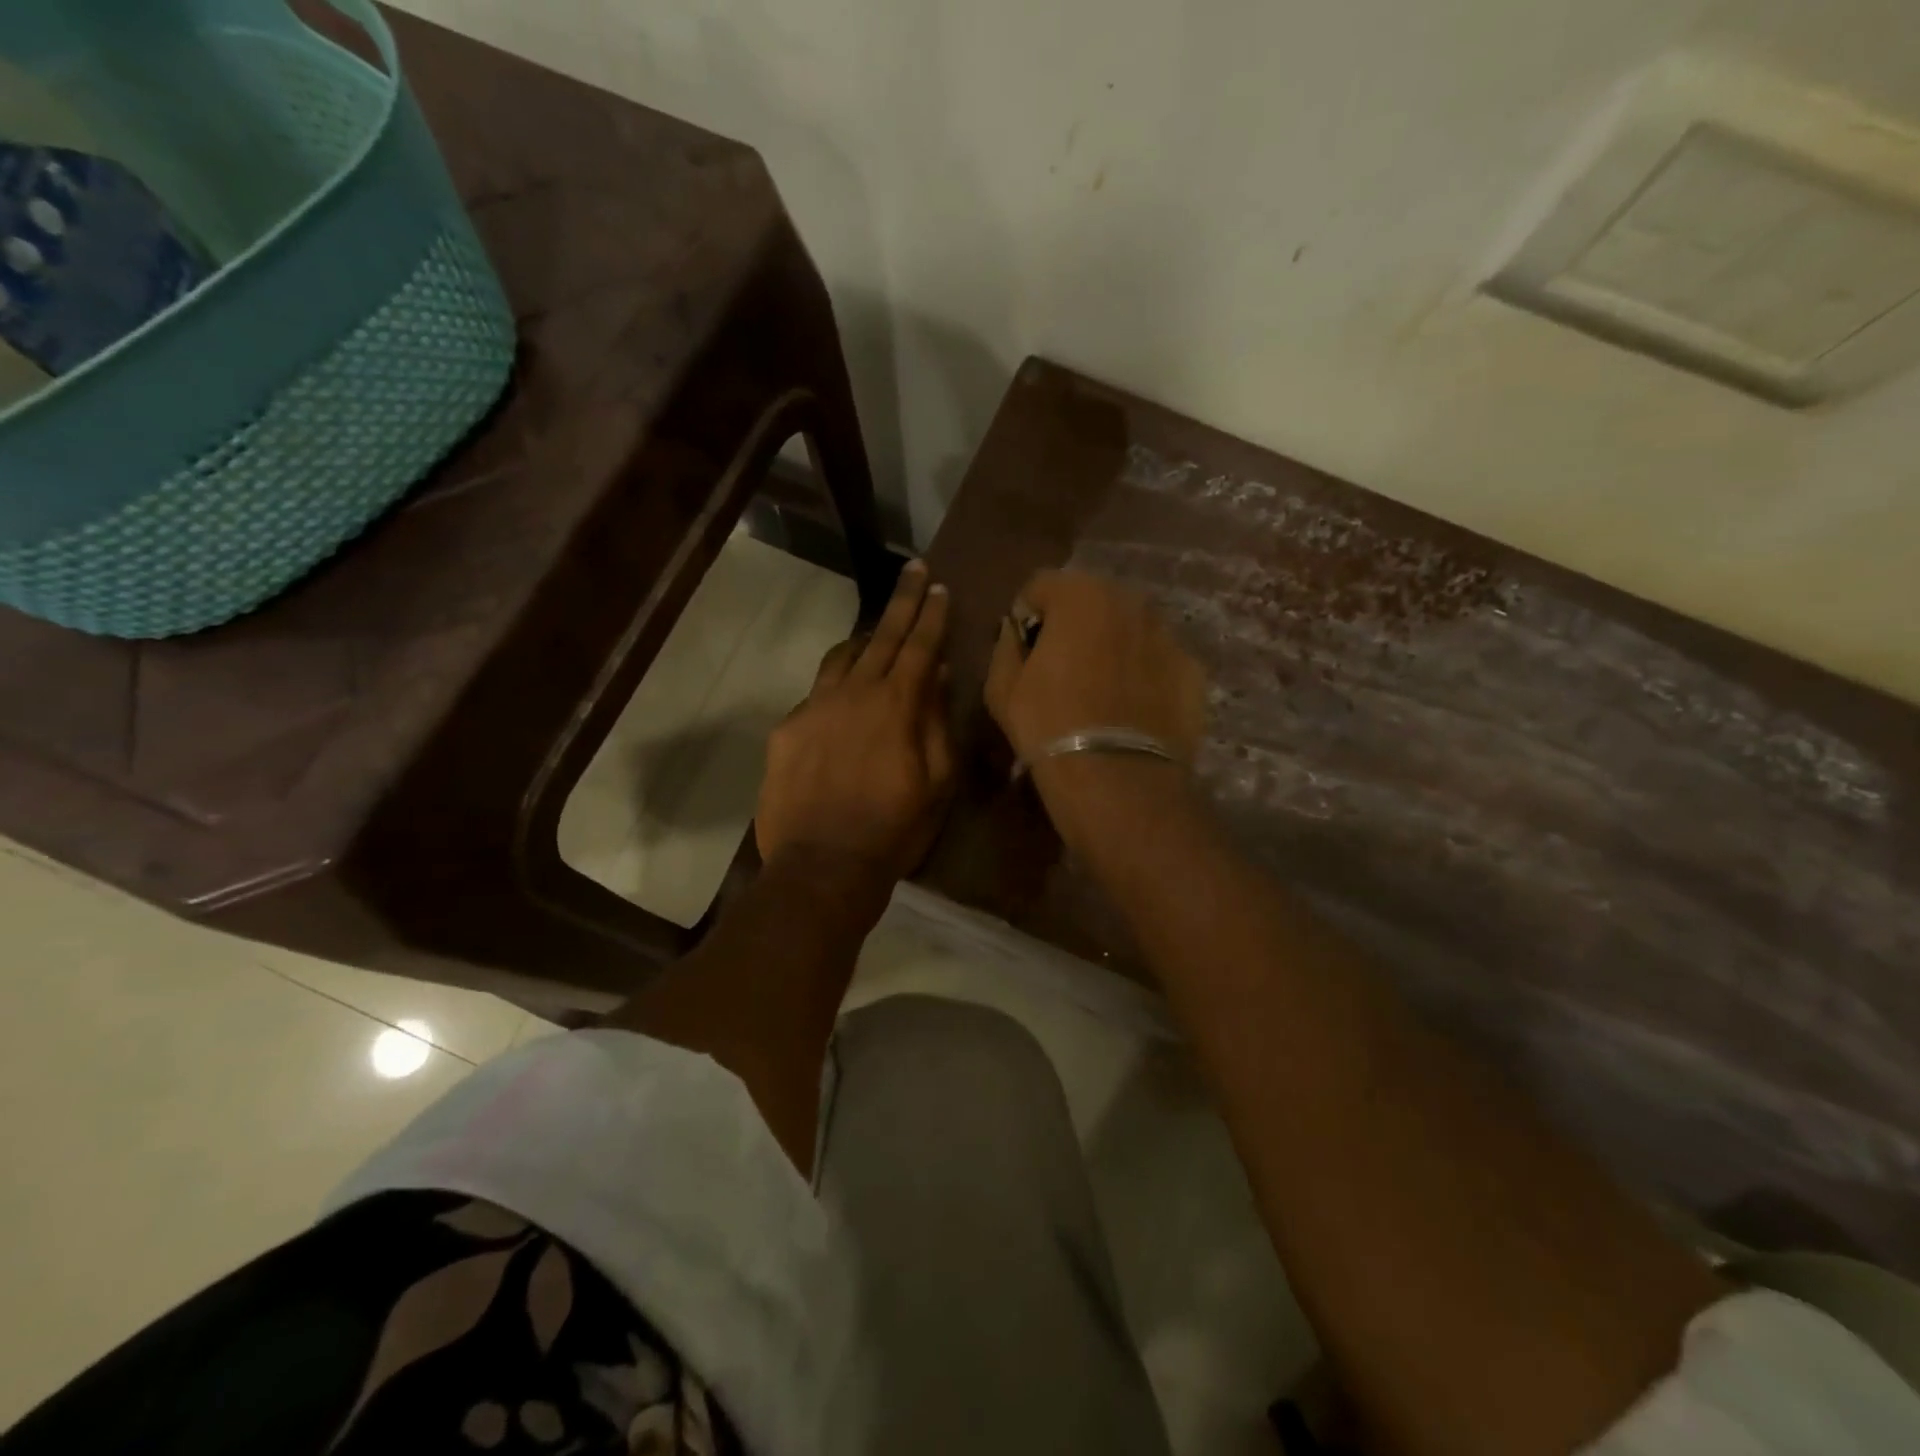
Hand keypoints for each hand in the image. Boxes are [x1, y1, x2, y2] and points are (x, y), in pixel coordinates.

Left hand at [755, 561, 954, 882]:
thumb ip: (936, 722)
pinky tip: (842, 701)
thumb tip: (936, 675)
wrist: (822, 866)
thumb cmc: (894, 829)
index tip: (938, 585)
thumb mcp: (937, 781)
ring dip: (864, 639)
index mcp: (896, 705)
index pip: (918, 645)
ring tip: (876, 633)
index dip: (930, 613)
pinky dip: (836, 685)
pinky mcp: (787, 729)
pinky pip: (816, 693)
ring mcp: (814, 708)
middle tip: (913, 570)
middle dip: (901, 602)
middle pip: (880, 637)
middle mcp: (853, 693)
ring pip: (841, 656)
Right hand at [985, 569, 1206, 844]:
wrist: (1117, 779)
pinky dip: (1145, 674)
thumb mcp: (1001, 687)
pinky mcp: (1194, 670)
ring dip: (1113, 646)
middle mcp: (1130, 601)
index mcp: (1080, 594)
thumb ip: (1006, 644)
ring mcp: (1168, 634)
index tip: (1024, 652)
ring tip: (1101, 692)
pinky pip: (1158, 660)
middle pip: (1092, 601)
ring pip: (1130, 629)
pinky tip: (1132, 711)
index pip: (1041, 586)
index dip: (1027, 617)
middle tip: (1063, 670)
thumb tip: (1016, 631)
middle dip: (1075, 626)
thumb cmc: (1049, 726)